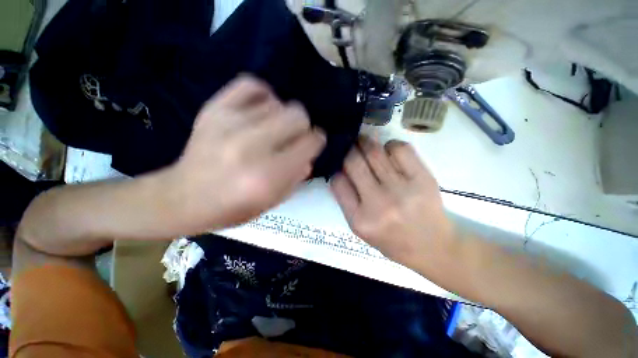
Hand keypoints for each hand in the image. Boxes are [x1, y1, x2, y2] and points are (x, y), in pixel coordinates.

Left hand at [167, 75, 325, 232]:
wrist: (181, 198)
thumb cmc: (232, 208)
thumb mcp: (272, 201)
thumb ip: (297, 177)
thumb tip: (308, 155)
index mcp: (269, 175)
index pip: (310, 143)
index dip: (317, 141)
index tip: (313, 144)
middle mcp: (253, 146)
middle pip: (298, 116)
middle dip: (303, 127)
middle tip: (292, 138)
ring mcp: (231, 123)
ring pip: (279, 103)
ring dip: (282, 118)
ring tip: (271, 130)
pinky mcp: (214, 109)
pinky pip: (252, 85)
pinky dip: (263, 95)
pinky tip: (260, 110)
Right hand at [330, 138, 454, 265]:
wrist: (432, 247)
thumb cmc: (391, 239)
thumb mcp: (360, 227)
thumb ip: (346, 199)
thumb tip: (339, 168)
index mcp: (360, 220)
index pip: (338, 182)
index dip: (336, 168)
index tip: (339, 163)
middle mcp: (379, 204)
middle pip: (354, 162)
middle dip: (348, 149)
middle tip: (349, 143)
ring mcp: (402, 190)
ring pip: (374, 152)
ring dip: (365, 142)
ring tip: (364, 142)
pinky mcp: (423, 179)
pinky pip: (400, 149)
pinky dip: (390, 145)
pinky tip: (389, 151)